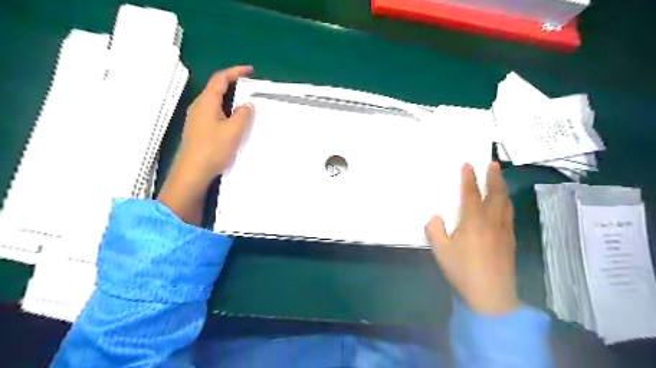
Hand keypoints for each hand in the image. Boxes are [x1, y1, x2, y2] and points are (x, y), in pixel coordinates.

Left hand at [157, 65, 254, 223]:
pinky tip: (235, 121)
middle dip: (233, 84)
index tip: (250, 70)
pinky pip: (214, 113)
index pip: (220, 79)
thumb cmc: (213, 149)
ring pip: (215, 102)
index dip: (235, 71)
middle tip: (250, 87)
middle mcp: (199, 106)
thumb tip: (246, 105)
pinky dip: (226, 110)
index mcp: (207, 102)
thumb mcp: (233, 131)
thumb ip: (242, 115)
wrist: (193, 172)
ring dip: (230, 99)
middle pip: (216, 88)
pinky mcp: (198, 129)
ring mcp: (197, 118)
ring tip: (246, 103)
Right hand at [426, 163, 522, 313]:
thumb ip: (435, 230)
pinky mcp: (510, 241)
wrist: (491, 296)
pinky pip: (509, 215)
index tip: (468, 164)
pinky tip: (504, 206)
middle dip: (494, 177)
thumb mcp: (440, 250)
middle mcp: (491, 221)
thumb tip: (436, 217)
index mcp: (473, 221)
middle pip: (496, 194)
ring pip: (506, 203)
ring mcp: (504, 231)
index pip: (471, 194)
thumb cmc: (462, 270)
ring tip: (500, 179)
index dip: (469, 178)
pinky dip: (506, 204)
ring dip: (503, 188)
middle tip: (493, 163)